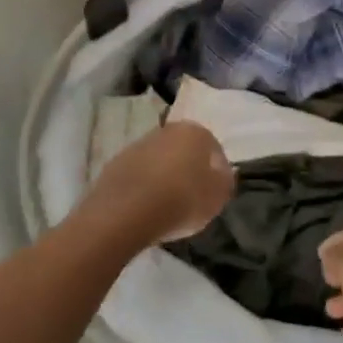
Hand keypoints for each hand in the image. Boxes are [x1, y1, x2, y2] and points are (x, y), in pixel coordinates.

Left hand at [83, 122, 234, 245]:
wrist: (125, 212)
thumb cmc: (181, 200)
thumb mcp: (217, 197)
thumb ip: (225, 181)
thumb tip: (222, 172)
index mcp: (194, 131)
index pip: (214, 149)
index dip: (217, 172)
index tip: (215, 194)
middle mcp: (167, 130)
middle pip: (185, 150)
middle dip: (190, 170)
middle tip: (193, 199)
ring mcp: (139, 144)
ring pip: (161, 160)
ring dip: (166, 177)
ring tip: (167, 206)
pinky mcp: (116, 163)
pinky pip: (140, 174)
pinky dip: (145, 186)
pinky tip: (146, 207)